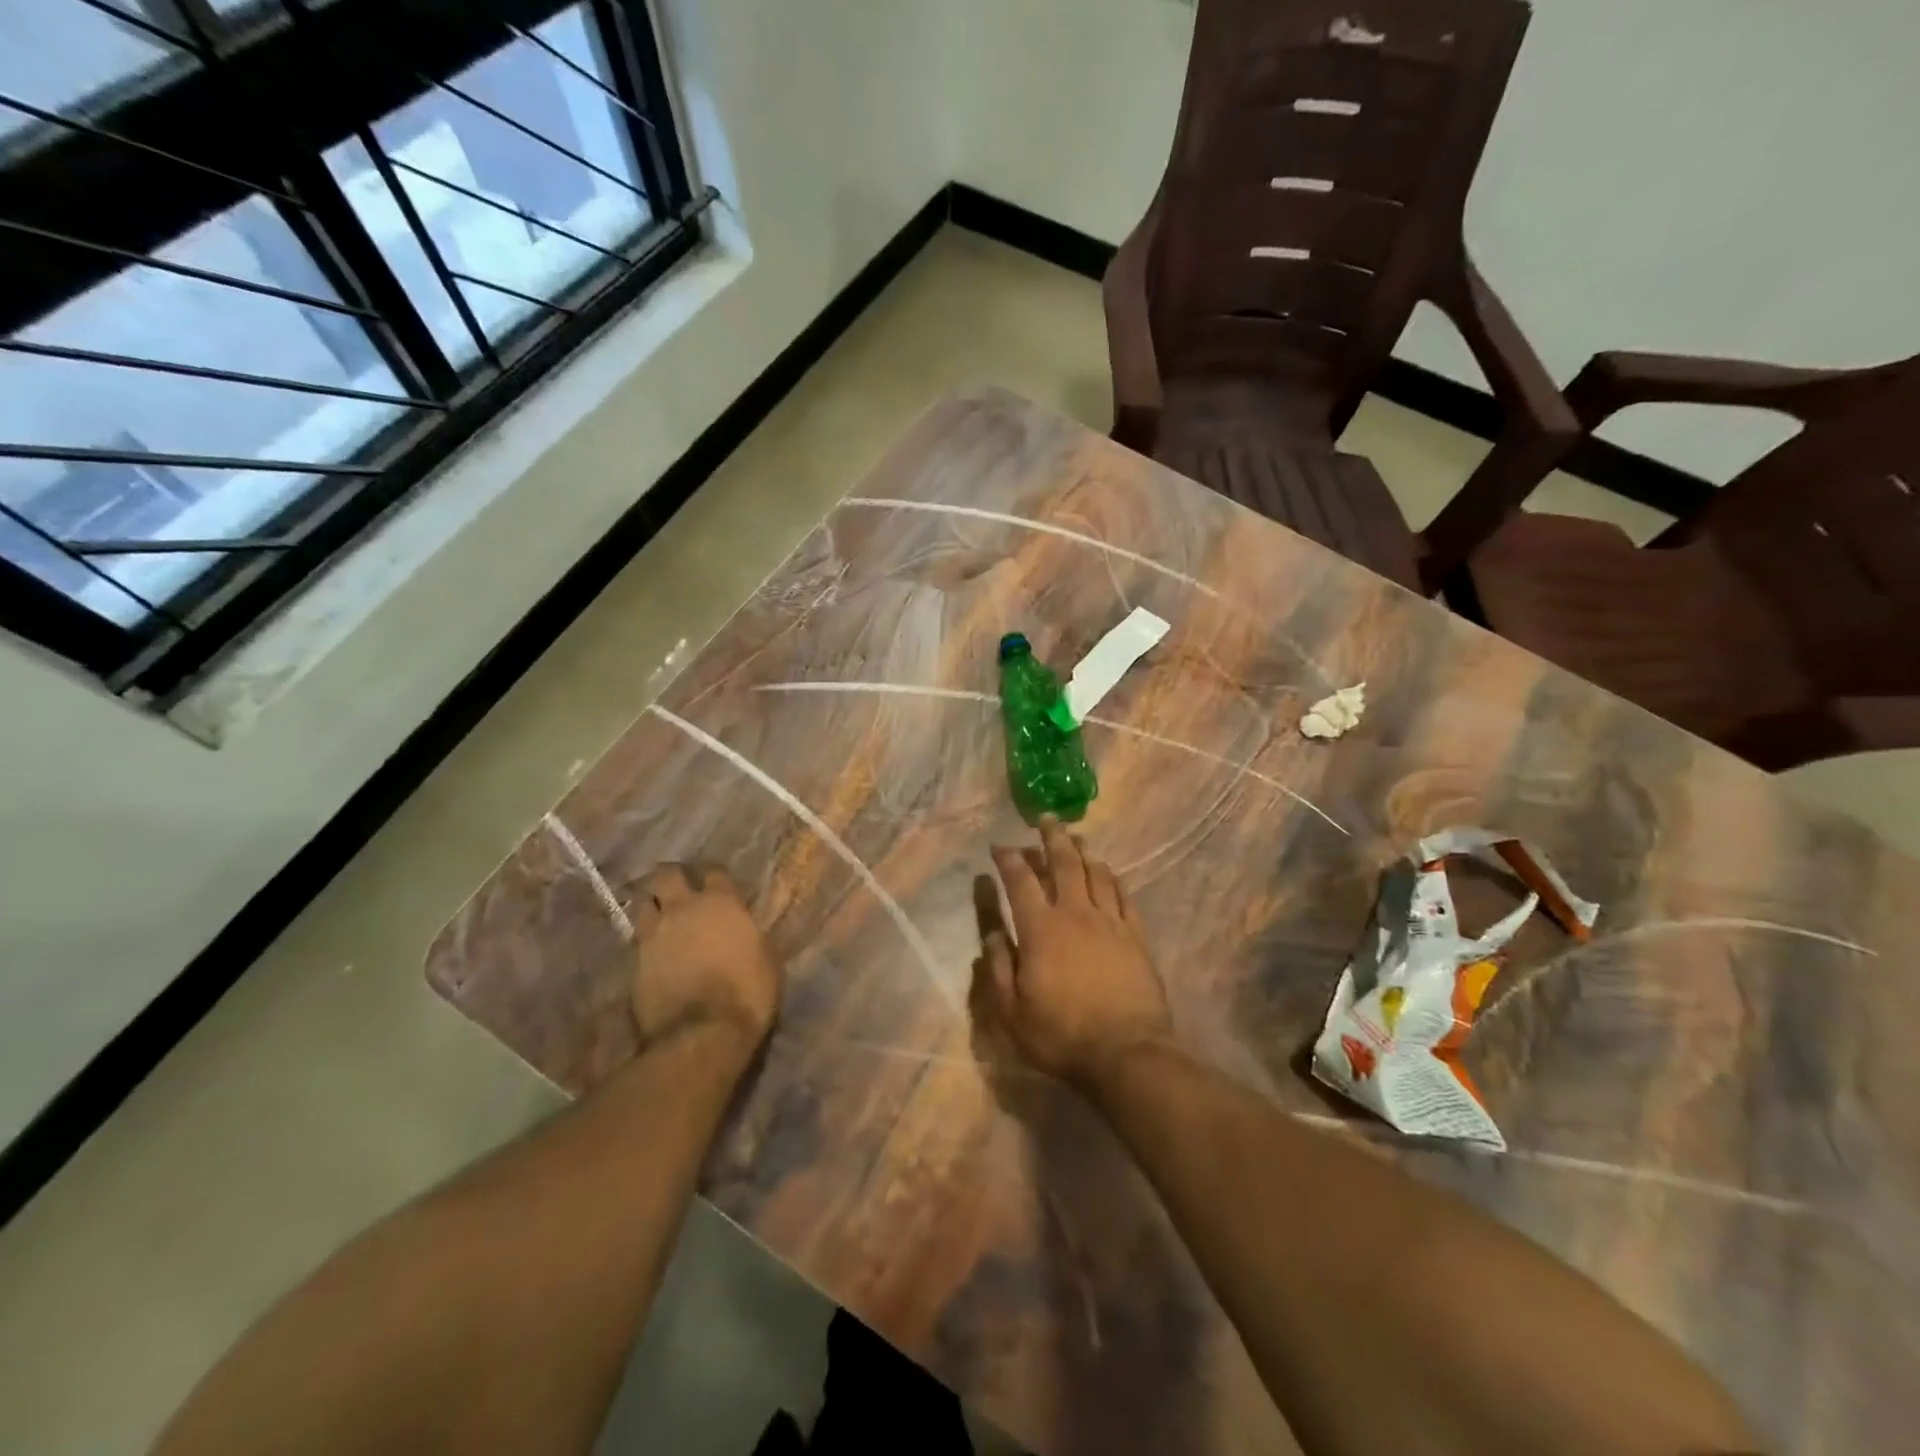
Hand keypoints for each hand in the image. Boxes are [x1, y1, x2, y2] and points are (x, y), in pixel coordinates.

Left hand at [631, 863, 780, 1058]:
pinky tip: (653, 950)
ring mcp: (654, 934)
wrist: (702, 1034)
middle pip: (668, 874)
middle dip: (672, 876)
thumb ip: (750, 935)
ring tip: (662, 917)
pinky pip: (637, 938)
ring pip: (645, 903)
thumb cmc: (747, 994)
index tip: (716, 882)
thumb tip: (745, 930)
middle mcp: (683, 909)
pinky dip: (645, 940)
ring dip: (654, 906)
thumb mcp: (766, 959)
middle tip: (679, 886)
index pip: (714, 872)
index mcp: (722, 904)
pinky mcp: (634, 962)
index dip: (713, 874)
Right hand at [980, 818, 1171, 1087]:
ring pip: (1096, 873)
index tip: (999, 846)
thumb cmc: (1061, 1035)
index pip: (1020, 881)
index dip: (1008, 859)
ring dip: (1083, 851)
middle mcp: (1075, 913)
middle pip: (1064, 863)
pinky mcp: (1136, 935)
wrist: (1127, 1053)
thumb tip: (988, 933)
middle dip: (1051, 837)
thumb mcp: (1012, 1011)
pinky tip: (1108, 872)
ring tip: (1075, 837)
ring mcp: (1110, 922)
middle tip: (1045, 818)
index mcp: (1040, 929)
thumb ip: (997, 968)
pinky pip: (1123, 894)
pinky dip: (1112, 877)